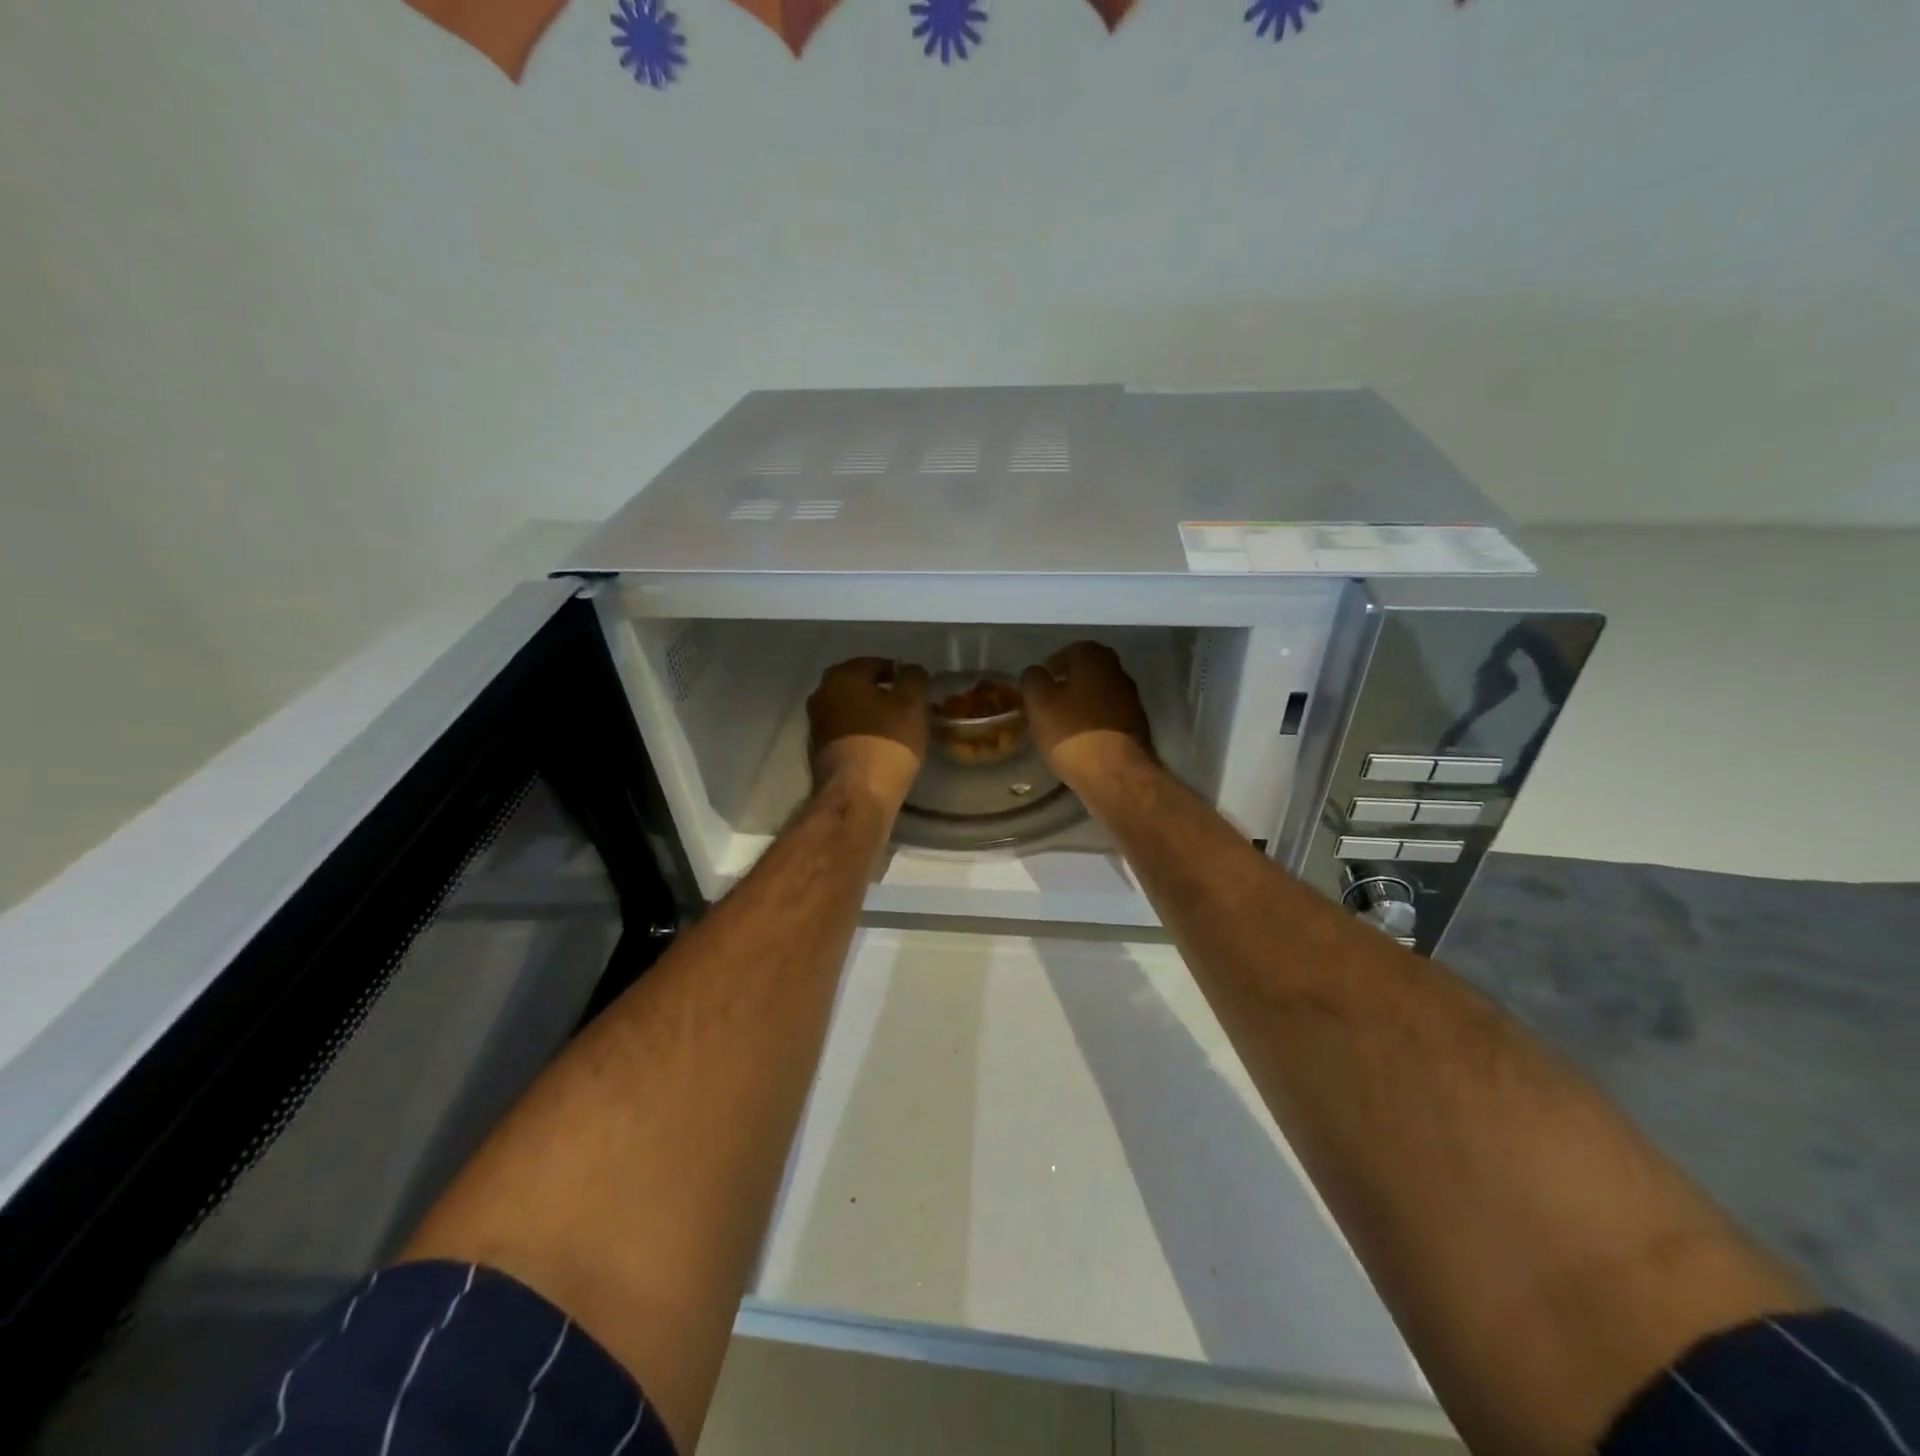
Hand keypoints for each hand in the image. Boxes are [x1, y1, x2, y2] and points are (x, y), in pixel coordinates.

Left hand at [807, 657, 929, 812]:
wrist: (856, 795)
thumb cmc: (887, 741)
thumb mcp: (913, 704)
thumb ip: (914, 678)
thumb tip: (910, 670)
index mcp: (841, 676)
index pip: (876, 664)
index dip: (900, 675)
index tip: (916, 691)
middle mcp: (821, 694)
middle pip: (859, 688)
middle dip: (882, 695)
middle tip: (907, 709)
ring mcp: (815, 724)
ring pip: (850, 711)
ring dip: (871, 716)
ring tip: (896, 730)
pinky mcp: (818, 752)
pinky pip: (845, 734)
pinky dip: (861, 735)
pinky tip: (880, 748)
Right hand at [1019, 641, 1153, 793]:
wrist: (1116, 775)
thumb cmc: (1072, 733)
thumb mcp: (1038, 704)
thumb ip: (1033, 680)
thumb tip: (1037, 672)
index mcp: (1094, 659)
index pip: (1070, 651)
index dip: (1052, 666)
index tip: (1039, 685)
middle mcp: (1118, 672)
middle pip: (1088, 672)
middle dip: (1069, 684)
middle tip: (1049, 703)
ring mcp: (1132, 700)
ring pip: (1100, 695)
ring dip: (1083, 704)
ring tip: (1063, 725)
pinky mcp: (1137, 728)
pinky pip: (1109, 717)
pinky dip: (1095, 723)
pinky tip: (1082, 741)